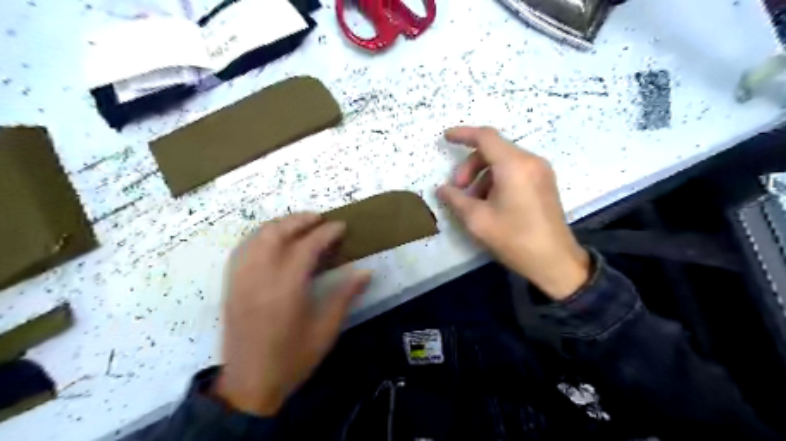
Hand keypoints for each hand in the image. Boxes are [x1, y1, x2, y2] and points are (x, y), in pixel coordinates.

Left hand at [215, 213, 372, 416]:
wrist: (249, 385)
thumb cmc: (293, 359)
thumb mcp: (326, 330)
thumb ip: (345, 296)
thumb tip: (365, 271)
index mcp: (287, 289)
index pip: (306, 247)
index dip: (326, 232)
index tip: (341, 226)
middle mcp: (260, 278)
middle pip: (276, 234)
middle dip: (299, 220)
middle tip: (320, 218)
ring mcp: (241, 281)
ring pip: (256, 238)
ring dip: (279, 225)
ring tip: (299, 224)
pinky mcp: (231, 287)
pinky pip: (242, 250)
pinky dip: (260, 237)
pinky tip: (272, 241)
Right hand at [437, 127, 588, 300]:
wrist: (555, 262)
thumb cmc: (514, 239)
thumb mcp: (477, 220)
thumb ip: (456, 199)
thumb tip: (442, 189)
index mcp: (514, 165)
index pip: (485, 137)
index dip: (463, 134)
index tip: (445, 138)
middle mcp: (530, 161)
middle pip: (493, 149)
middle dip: (470, 165)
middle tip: (458, 189)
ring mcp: (540, 171)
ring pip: (503, 161)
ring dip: (482, 175)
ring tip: (473, 201)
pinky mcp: (544, 183)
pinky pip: (515, 170)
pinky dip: (497, 179)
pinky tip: (490, 202)